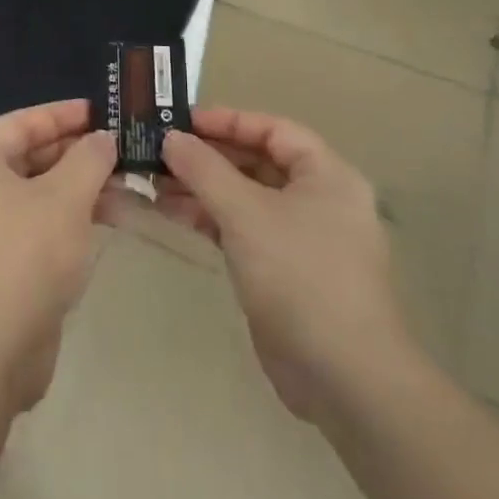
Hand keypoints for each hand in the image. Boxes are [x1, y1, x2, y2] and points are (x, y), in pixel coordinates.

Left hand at [0, 100, 115, 422]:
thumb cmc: (24, 258)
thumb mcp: (65, 199)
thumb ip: (89, 159)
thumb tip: (104, 138)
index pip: (22, 121)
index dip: (64, 114)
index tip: (105, 111)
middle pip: (29, 155)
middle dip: (77, 152)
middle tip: (123, 148)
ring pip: (37, 192)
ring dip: (79, 187)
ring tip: (127, 184)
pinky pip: (37, 224)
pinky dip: (69, 217)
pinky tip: (107, 219)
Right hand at [156, 107, 407, 421]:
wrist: (344, 377)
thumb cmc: (300, 275)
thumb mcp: (246, 213)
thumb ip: (205, 170)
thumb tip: (171, 137)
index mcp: (326, 175)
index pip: (273, 130)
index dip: (227, 121)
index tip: (181, 121)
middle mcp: (318, 199)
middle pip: (257, 162)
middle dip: (207, 156)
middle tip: (158, 151)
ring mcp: (301, 238)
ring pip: (245, 197)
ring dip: (202, 188)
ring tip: (154, 181)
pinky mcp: (284, 271)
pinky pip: (242, 229)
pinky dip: (210, 219)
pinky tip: (172, 213)